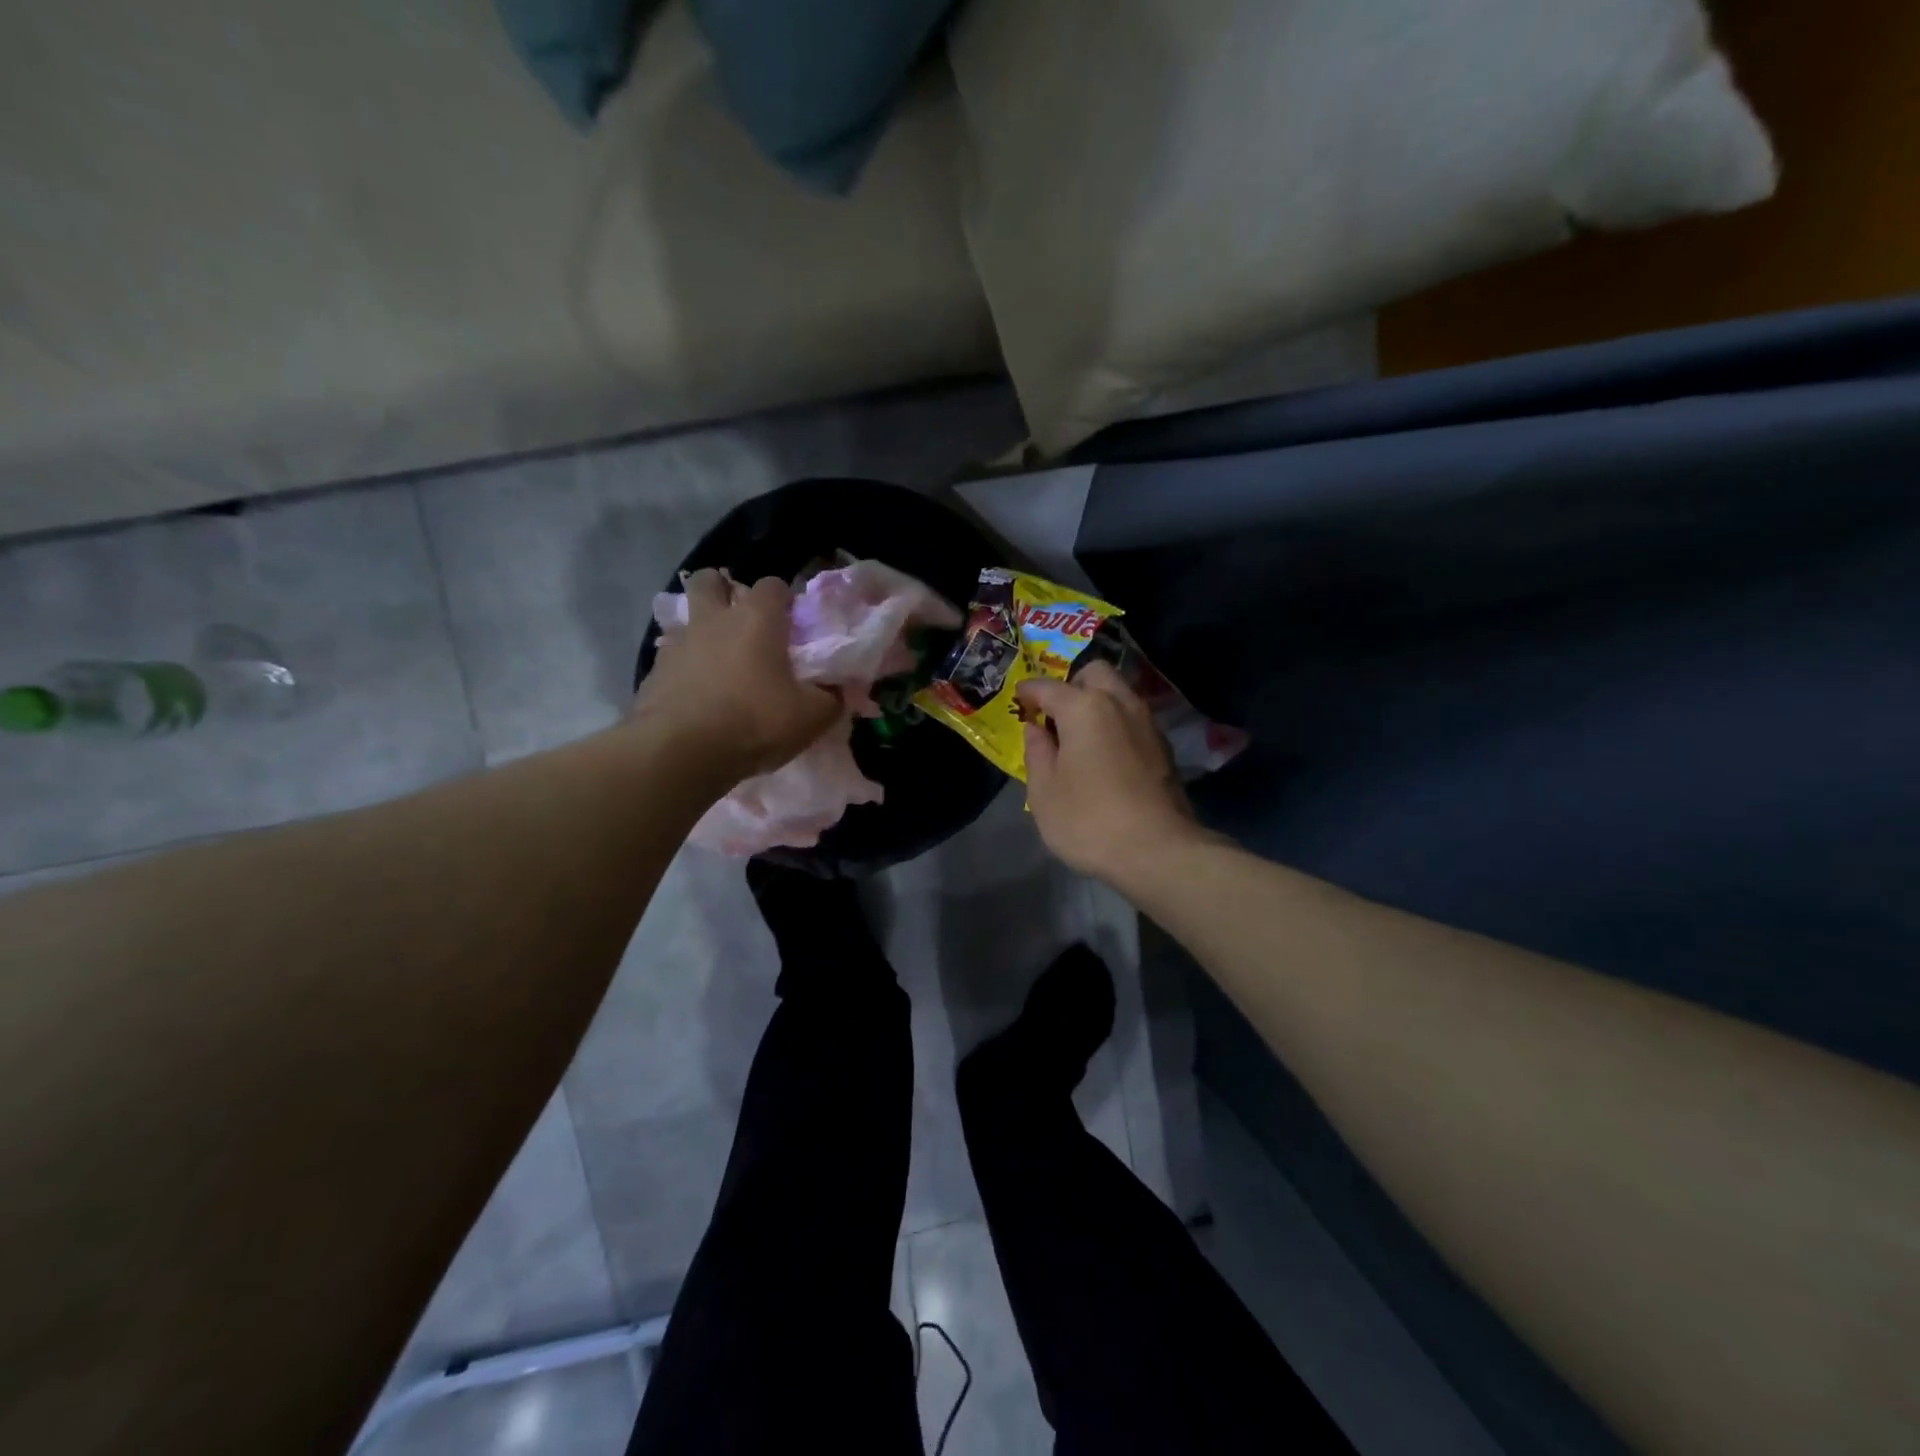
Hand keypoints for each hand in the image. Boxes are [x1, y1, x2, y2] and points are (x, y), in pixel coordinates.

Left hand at [633, 570, 839, 782]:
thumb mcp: (811, 716)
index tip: (792, 622)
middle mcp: (713, 620)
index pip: (772, 585)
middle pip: (710, 580)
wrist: (682, 752)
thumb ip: (831, 698)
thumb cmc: (755, 722)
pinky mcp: (653, 673)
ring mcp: (678, 643)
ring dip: (701, 630)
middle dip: (724, 590)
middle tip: (741, 620)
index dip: (784, 598)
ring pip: (686, 618)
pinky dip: (684, 667)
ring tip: (718, 660)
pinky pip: (671, 657)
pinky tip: (696, 693)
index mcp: (756, 619)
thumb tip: (838, 690)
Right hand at [1017, 660, 1203, 885]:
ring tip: (1079, 735)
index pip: (1047, 687)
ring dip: (1097, 703)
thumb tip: (1036, 728)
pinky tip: (1104, 754)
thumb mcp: (1044, 791)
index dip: (1028, 692)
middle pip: (1095, 674)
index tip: (1018, 700)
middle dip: (1072, 685)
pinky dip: (1115, 724)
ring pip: (1119, 693)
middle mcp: (1120, 703)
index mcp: (1084, 707)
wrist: (1158, 851)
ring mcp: (1147, 723)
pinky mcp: (1164, 747)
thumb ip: (1037, 751)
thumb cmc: (1088, 820)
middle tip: (1055, 715)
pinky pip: (1133, 719)